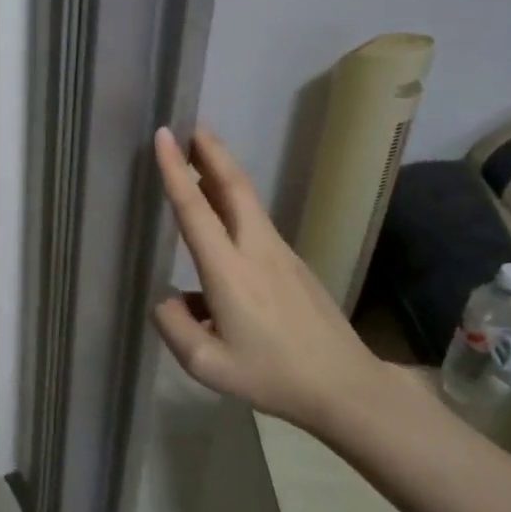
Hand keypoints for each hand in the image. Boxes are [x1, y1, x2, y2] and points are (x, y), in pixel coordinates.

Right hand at [151, 126, 395, 426]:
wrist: (344, 386)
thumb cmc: (272, 376)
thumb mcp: (208, 366)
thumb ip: (174, 327)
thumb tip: (166, 298)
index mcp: (229, 272)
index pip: (195, 210)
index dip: (175, 171)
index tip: (165, 135)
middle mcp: (255, 250)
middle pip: (233, 186)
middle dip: (211, 151)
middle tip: (190, 125)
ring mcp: (280, 253)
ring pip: (247, 200)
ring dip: (222, 171)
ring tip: (200, 155)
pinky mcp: (293, 262)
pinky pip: (255, 222)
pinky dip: (234, 202)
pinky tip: (220, 222)